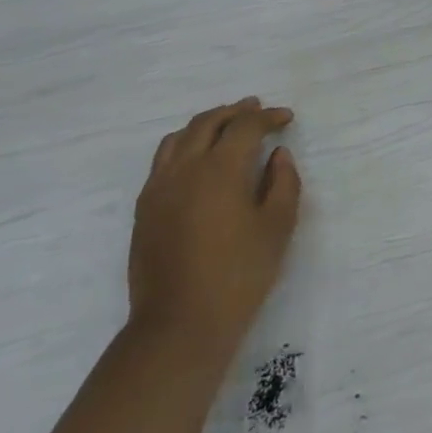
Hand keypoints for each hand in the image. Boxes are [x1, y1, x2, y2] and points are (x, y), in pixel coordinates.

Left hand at [127, 98, 300, 366]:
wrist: (180, 323)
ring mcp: (158, 188)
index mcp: (220, 169)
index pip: (245, 126)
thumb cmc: (239, 274)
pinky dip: (184, 145)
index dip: (267, 117)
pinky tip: (197, 160)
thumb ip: (283, 183)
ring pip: (179, 137)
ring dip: (206, 124)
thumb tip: (277, 155)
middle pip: (208, 122)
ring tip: (225, 126)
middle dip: (235, 111)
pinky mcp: (144, 208)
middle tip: (256, 109)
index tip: (286, 118)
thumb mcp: (278, 227)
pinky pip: (162, 160)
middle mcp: (185, 168)